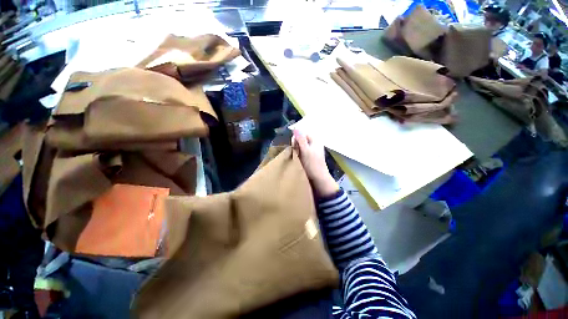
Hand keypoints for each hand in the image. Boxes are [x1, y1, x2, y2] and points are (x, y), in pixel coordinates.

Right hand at [292, 130, 338, 196]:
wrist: (319, 178)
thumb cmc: (312, 164)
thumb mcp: (305, 150)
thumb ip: (300, 139)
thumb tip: (295, 128)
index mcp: (315, 140)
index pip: (303, 134)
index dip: (296, 138)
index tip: (293, 145)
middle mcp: (315, 144)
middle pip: (302, 140)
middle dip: (296, 145)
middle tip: (295, 152)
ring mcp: (314, 151)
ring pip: (302, 147)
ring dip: (297, 150)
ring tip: (296, 157)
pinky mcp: (311, 158)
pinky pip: (303, 153)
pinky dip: (300, 155)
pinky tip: (298, 160)